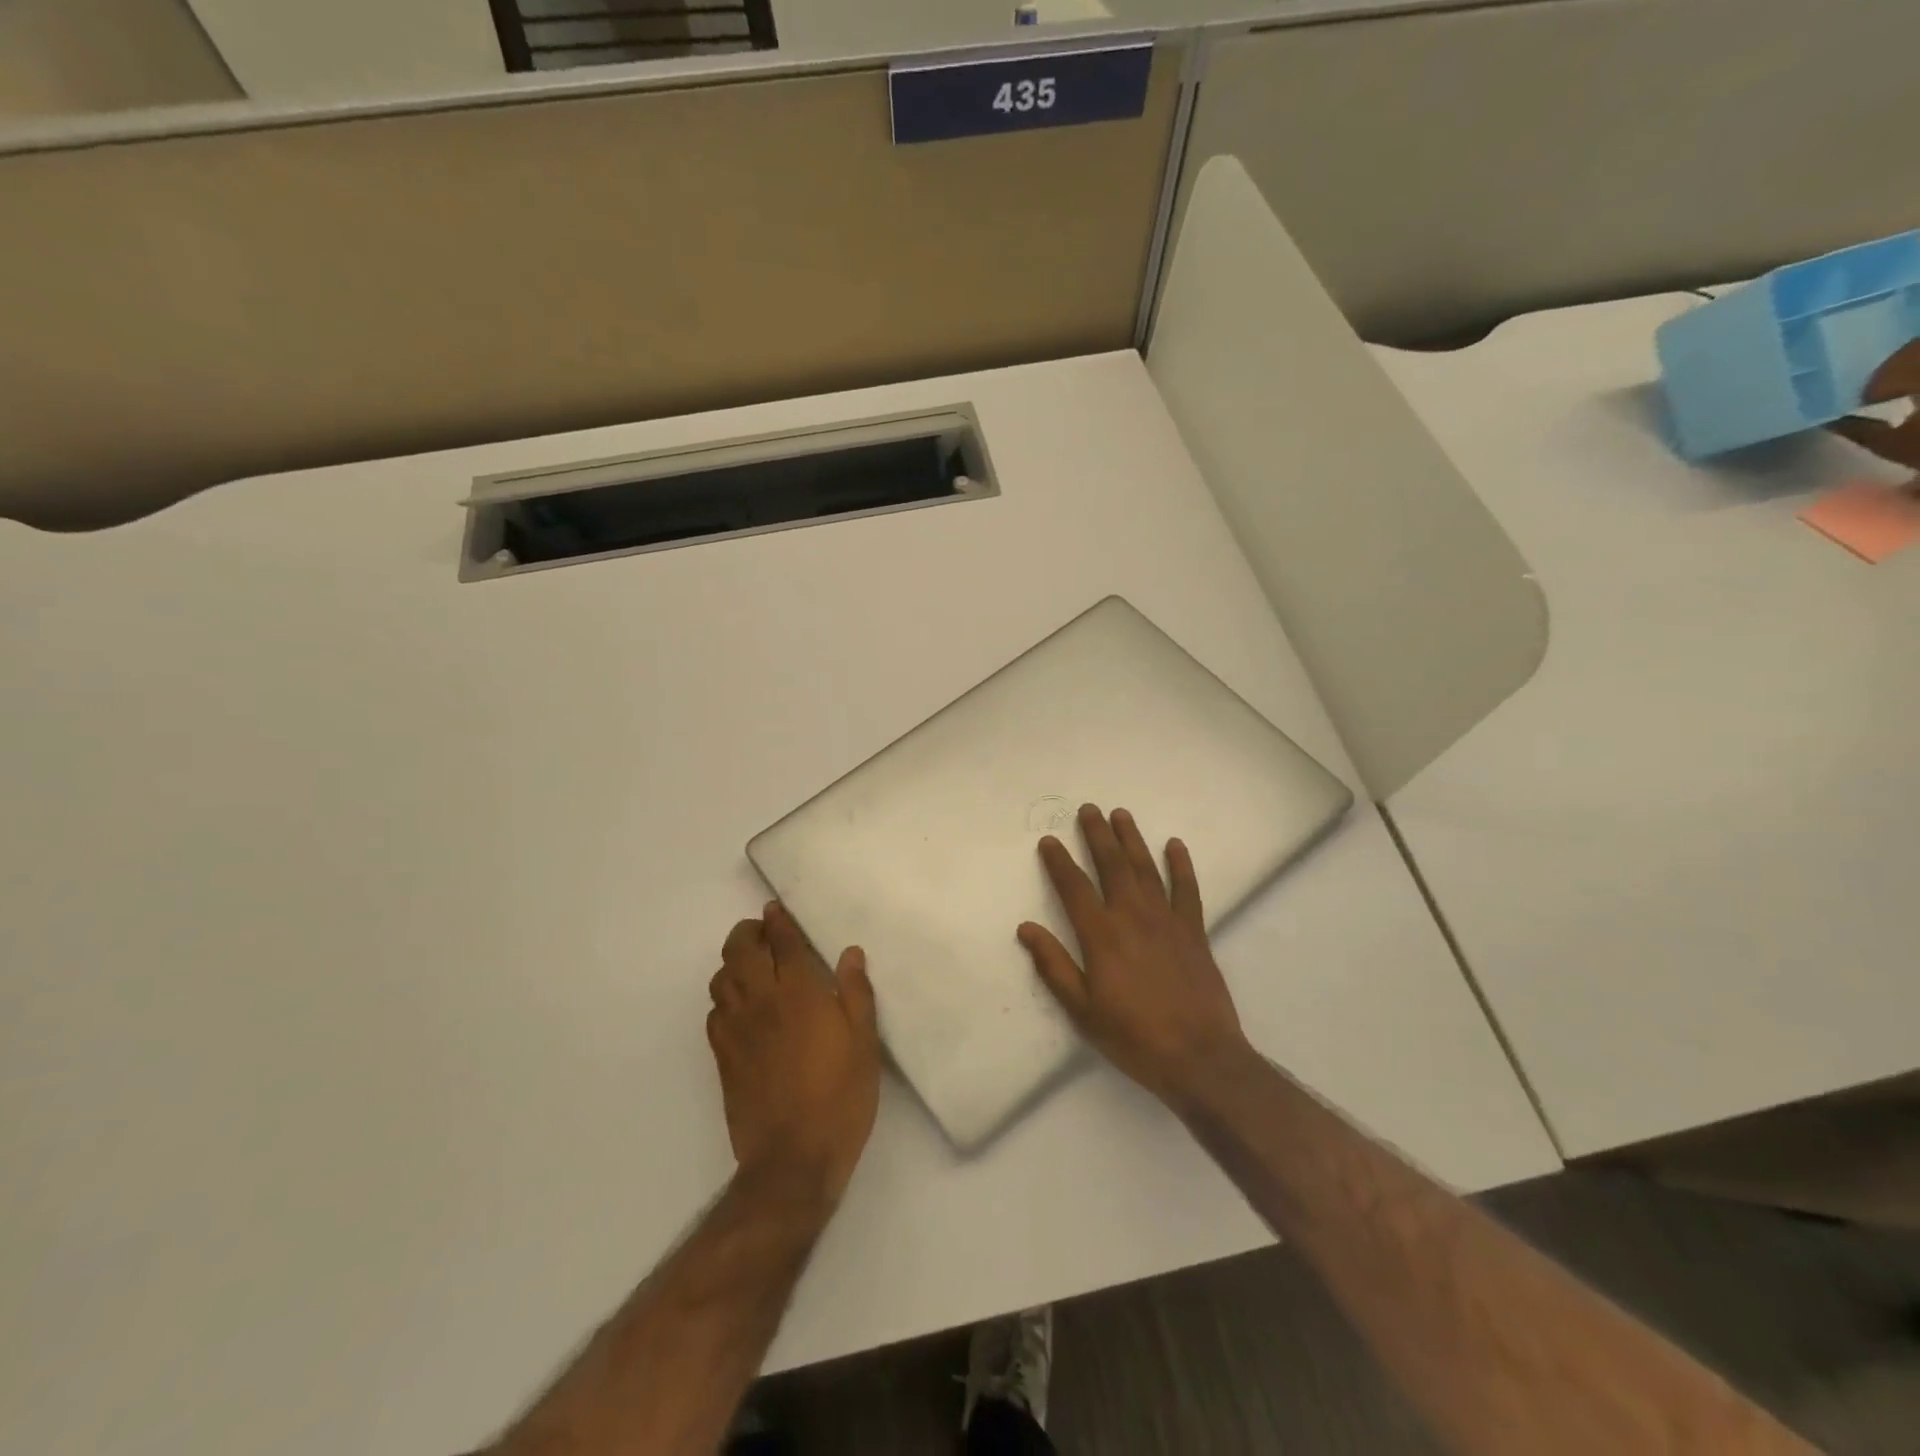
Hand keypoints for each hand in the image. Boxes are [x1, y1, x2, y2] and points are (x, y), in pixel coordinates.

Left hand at [707, 903, 880, 1205]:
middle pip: (740, 950)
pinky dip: (723, 998)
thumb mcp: (864, 1043)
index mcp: (799, 993)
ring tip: (750, 966)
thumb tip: (850, 954)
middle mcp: (761, 1002)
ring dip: (732, 963)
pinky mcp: (722, 1057)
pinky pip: (714, 1013)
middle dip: (747, 932)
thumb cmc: (840, 1096)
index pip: (781, 942)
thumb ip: (856, 993)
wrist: (792, 1159)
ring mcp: (736, 1030)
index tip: (775, 909)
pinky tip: (739, 1008)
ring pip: (721, 979)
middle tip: (762, 931)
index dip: (777, 920)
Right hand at [1018, 804, 1254, 1108]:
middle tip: (1088, 809)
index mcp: (1102, 936)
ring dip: (1132, 839)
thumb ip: (1054, 966)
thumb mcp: (1082, 1010)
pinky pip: (1187, 889)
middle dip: (1098, 835)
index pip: (1074, 887)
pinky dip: (1181, 865)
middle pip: (1113, 865)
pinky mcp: (1194, 931)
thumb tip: (1026, 929)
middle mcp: (1133, 917)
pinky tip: (1175, 845)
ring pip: (1146, 869)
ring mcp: (1167, 921)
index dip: (1059, 862)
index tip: (1049, 841)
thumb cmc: (1133, 1037)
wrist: (1199, 1058)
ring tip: (1121, 814)